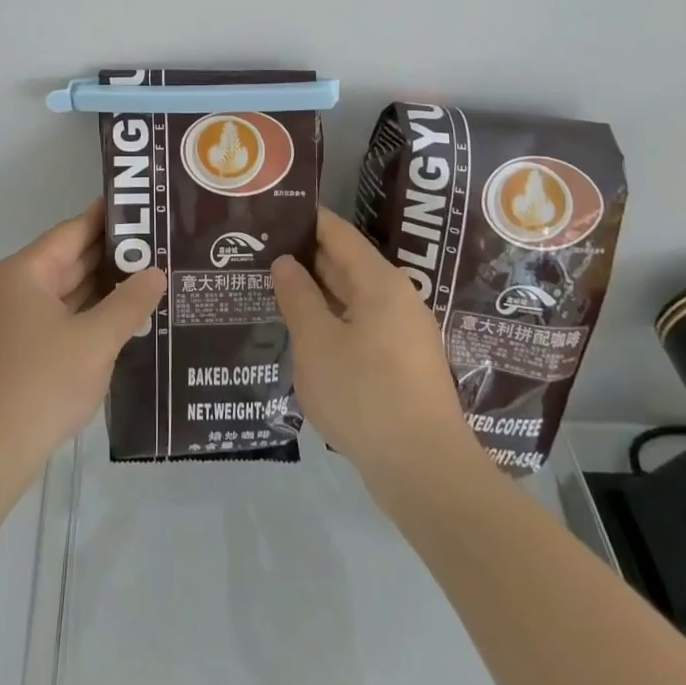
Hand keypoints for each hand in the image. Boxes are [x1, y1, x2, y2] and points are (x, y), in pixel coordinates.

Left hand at [0, 200, 165, 499]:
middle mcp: (19, 288)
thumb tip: (156, 272)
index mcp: (27, 272)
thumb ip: (129, 303)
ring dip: (106, 288)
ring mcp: (19, 321)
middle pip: (72, 259)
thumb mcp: (95, 341)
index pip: (75, 230)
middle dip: (115, 255)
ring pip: (70, 292)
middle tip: (163, 244)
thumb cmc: (40, 384)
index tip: (147, 206)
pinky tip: (128, 320)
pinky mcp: (24, 351)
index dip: (111, 218)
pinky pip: (65, 319)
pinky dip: (93, 316)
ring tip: (155, 277)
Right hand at [271, 208, 482, 492]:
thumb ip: (298, 296)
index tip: (271, 210)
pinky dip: (330, 321)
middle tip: (259, 249)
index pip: (337, 233)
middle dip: (305, 256)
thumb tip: (286, 262)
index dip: (305, 219)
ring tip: (272, 287)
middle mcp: (396, 299)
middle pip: (346, 263)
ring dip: (316, 292)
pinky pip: (359, 327)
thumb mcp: (317, 342)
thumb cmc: (366, 396)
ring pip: (351, 299)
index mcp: (379, 282)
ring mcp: (402, 334)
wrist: (426, 474)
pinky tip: (302, 333)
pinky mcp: (401, 366)